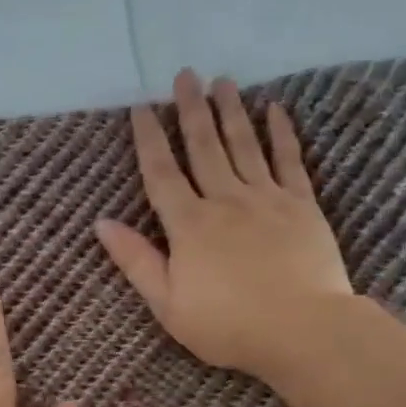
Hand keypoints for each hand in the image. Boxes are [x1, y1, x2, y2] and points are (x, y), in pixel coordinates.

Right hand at [95, 69, 353, 385]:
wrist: (303, 331)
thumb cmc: (228, 325)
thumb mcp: (167, 304)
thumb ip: (136, 261)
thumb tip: (102, 223)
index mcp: (189, 225)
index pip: (161, 173)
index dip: (149, 138)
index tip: (141, 106)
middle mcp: (225, 200)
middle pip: (203, 147)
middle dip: (190, 109)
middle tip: (185, 74)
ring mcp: (266, 199)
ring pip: (243, 145)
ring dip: (230, 111)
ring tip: (222, 80)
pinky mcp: (302, 206)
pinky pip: (289, 161)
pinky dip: (281, 134)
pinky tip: (275, 110)